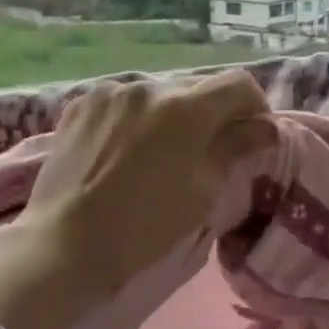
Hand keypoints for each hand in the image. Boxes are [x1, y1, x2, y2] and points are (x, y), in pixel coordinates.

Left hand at [0, 70, 274, 328]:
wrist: (65, 244)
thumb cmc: (143, 227)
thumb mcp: (201, 193)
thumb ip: (234, 149)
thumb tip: (263, 128)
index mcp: (184, 107)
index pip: (238, 85)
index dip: (255, 108)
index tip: (252, 137)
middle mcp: (146, 86)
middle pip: (196, 88)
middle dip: (211, 114)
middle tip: (208, 152)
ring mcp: (108, 93)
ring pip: (156, 94)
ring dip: (170, 116)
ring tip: (159, 154)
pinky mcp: (80, 106)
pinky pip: (121, 103)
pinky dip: (134, 119)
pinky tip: (125, 152)